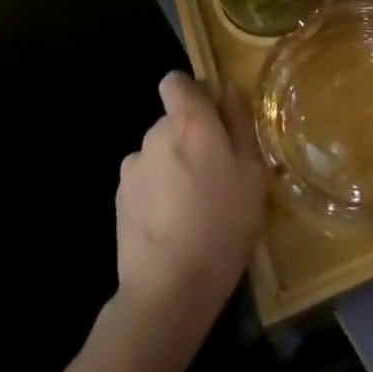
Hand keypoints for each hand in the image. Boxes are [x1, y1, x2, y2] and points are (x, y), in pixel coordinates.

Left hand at [114, 73, 265, 338]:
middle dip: (190, 136)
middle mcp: (156, 133)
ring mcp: (133, 166)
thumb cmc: (223, 224)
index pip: (176, 82)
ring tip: (193, 204)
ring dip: (172, 164)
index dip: (193, 93)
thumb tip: (227, 92)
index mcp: (190, 121)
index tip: (213, 118)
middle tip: (215, 172)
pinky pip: (145, 180)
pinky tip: (172, 222)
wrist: (169, 289)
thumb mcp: (252, 173)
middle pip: (172, 120)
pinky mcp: (120, 198)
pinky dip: (156, 190)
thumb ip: (240, 124)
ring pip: (158, 151)